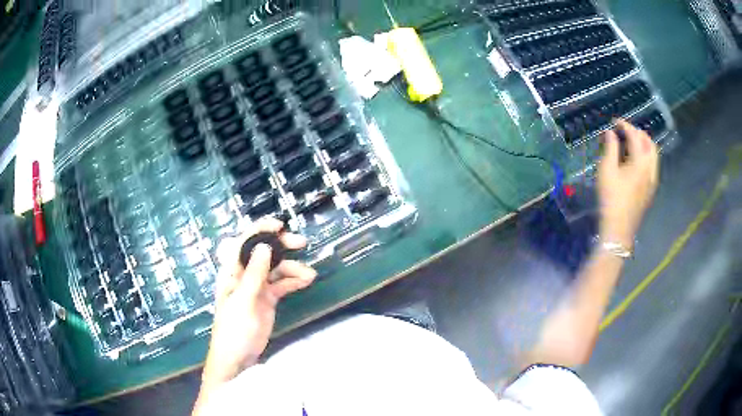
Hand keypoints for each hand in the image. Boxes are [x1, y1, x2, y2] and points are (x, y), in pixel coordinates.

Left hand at [200, 218, 316, 390]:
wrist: (238, 357)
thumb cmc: (233, 329)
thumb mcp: (243, 301)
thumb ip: (254, 274)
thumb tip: (264, 246)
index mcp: (231, 271)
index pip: (243, 242)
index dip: (259, 230)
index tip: (279, 227)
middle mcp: (244, 274)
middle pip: (263, 252)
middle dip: (281, 245)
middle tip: (300, 243)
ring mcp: (257, 286)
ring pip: (276, 268)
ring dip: (293, 268)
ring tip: (309, 274)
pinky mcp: (268, 298)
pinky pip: (282, 284)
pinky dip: (294, 280)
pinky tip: (306, 280)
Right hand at [598, 120, 659, 247]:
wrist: (619, 230)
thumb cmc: (611, 198)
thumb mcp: (606, 170)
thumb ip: (610, 148)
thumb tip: (610, 133)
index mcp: (641, 162)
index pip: (635, 136)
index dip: (624, 125)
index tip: (614, 122)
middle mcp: (651, 169)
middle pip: (649, 143)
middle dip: (637, 133)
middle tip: (624, 131)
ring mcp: (653, 181)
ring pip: (653, 155)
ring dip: (643, 145)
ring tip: (629, 144)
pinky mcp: (651, 191)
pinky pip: (652, 166)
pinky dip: (645, 157)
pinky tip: (634, 162)